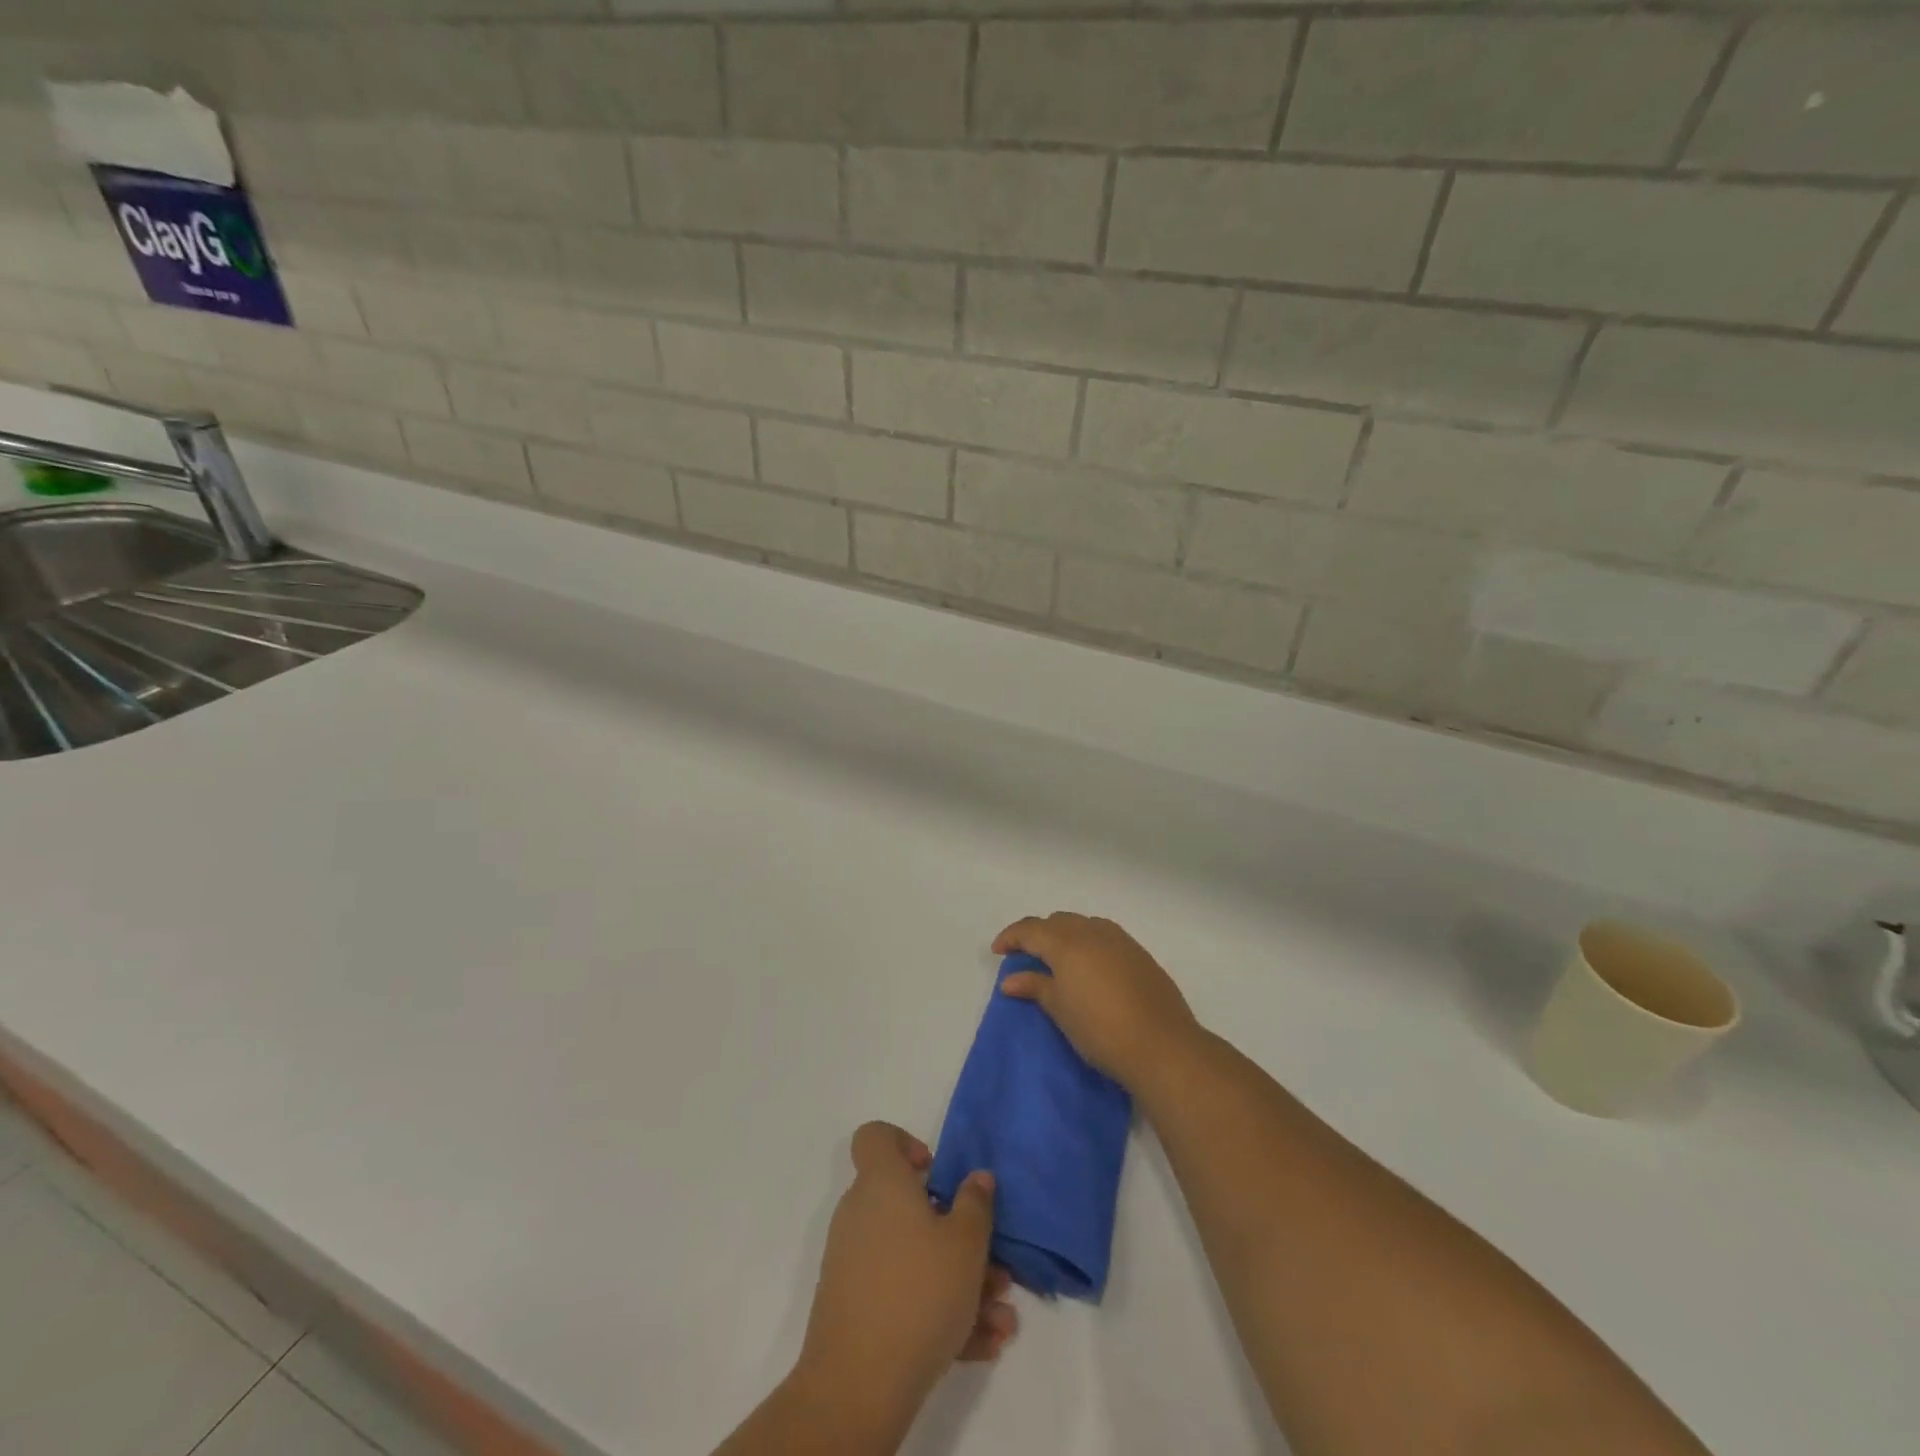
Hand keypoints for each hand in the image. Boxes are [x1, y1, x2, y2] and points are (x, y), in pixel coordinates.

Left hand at [789, 1123, 1015, 1444]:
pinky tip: (982, 1344)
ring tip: (1001, 1318)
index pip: (875, 1137)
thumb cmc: (918, 1292)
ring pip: (914, 1258)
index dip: (905, 1143)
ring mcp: (855, 1264)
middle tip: (993, 1264)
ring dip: (959, 1282)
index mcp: (882, 1183)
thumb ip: (976, 1204)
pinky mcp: (855, 1309)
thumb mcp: (966, 1243)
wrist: (858, 1386)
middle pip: (909, 1207)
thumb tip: (977, 1177)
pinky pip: (902, 1294)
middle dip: (956, 1234)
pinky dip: (938, 1312)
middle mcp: (862, 1215)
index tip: (935, 1173)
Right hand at [994, 913, 1199, 1089]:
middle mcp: (1093, 932)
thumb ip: (1035, 987)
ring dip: (1065, 935)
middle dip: (1038, 934)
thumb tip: (1009, 980)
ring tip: (1057, 961)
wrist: (1162, 1046)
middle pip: (1057, 921)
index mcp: (1068, 943)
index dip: (1011, 937)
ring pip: (1083, 925)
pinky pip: (1104, 935)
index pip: (1031, 929)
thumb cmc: (1101, 1029)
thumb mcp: (1060, 1009)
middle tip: (1026, 957)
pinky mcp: (1139, 954)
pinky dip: (1088, 942)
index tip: (998, 952)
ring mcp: (1120, 940)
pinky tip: (1089, 967)